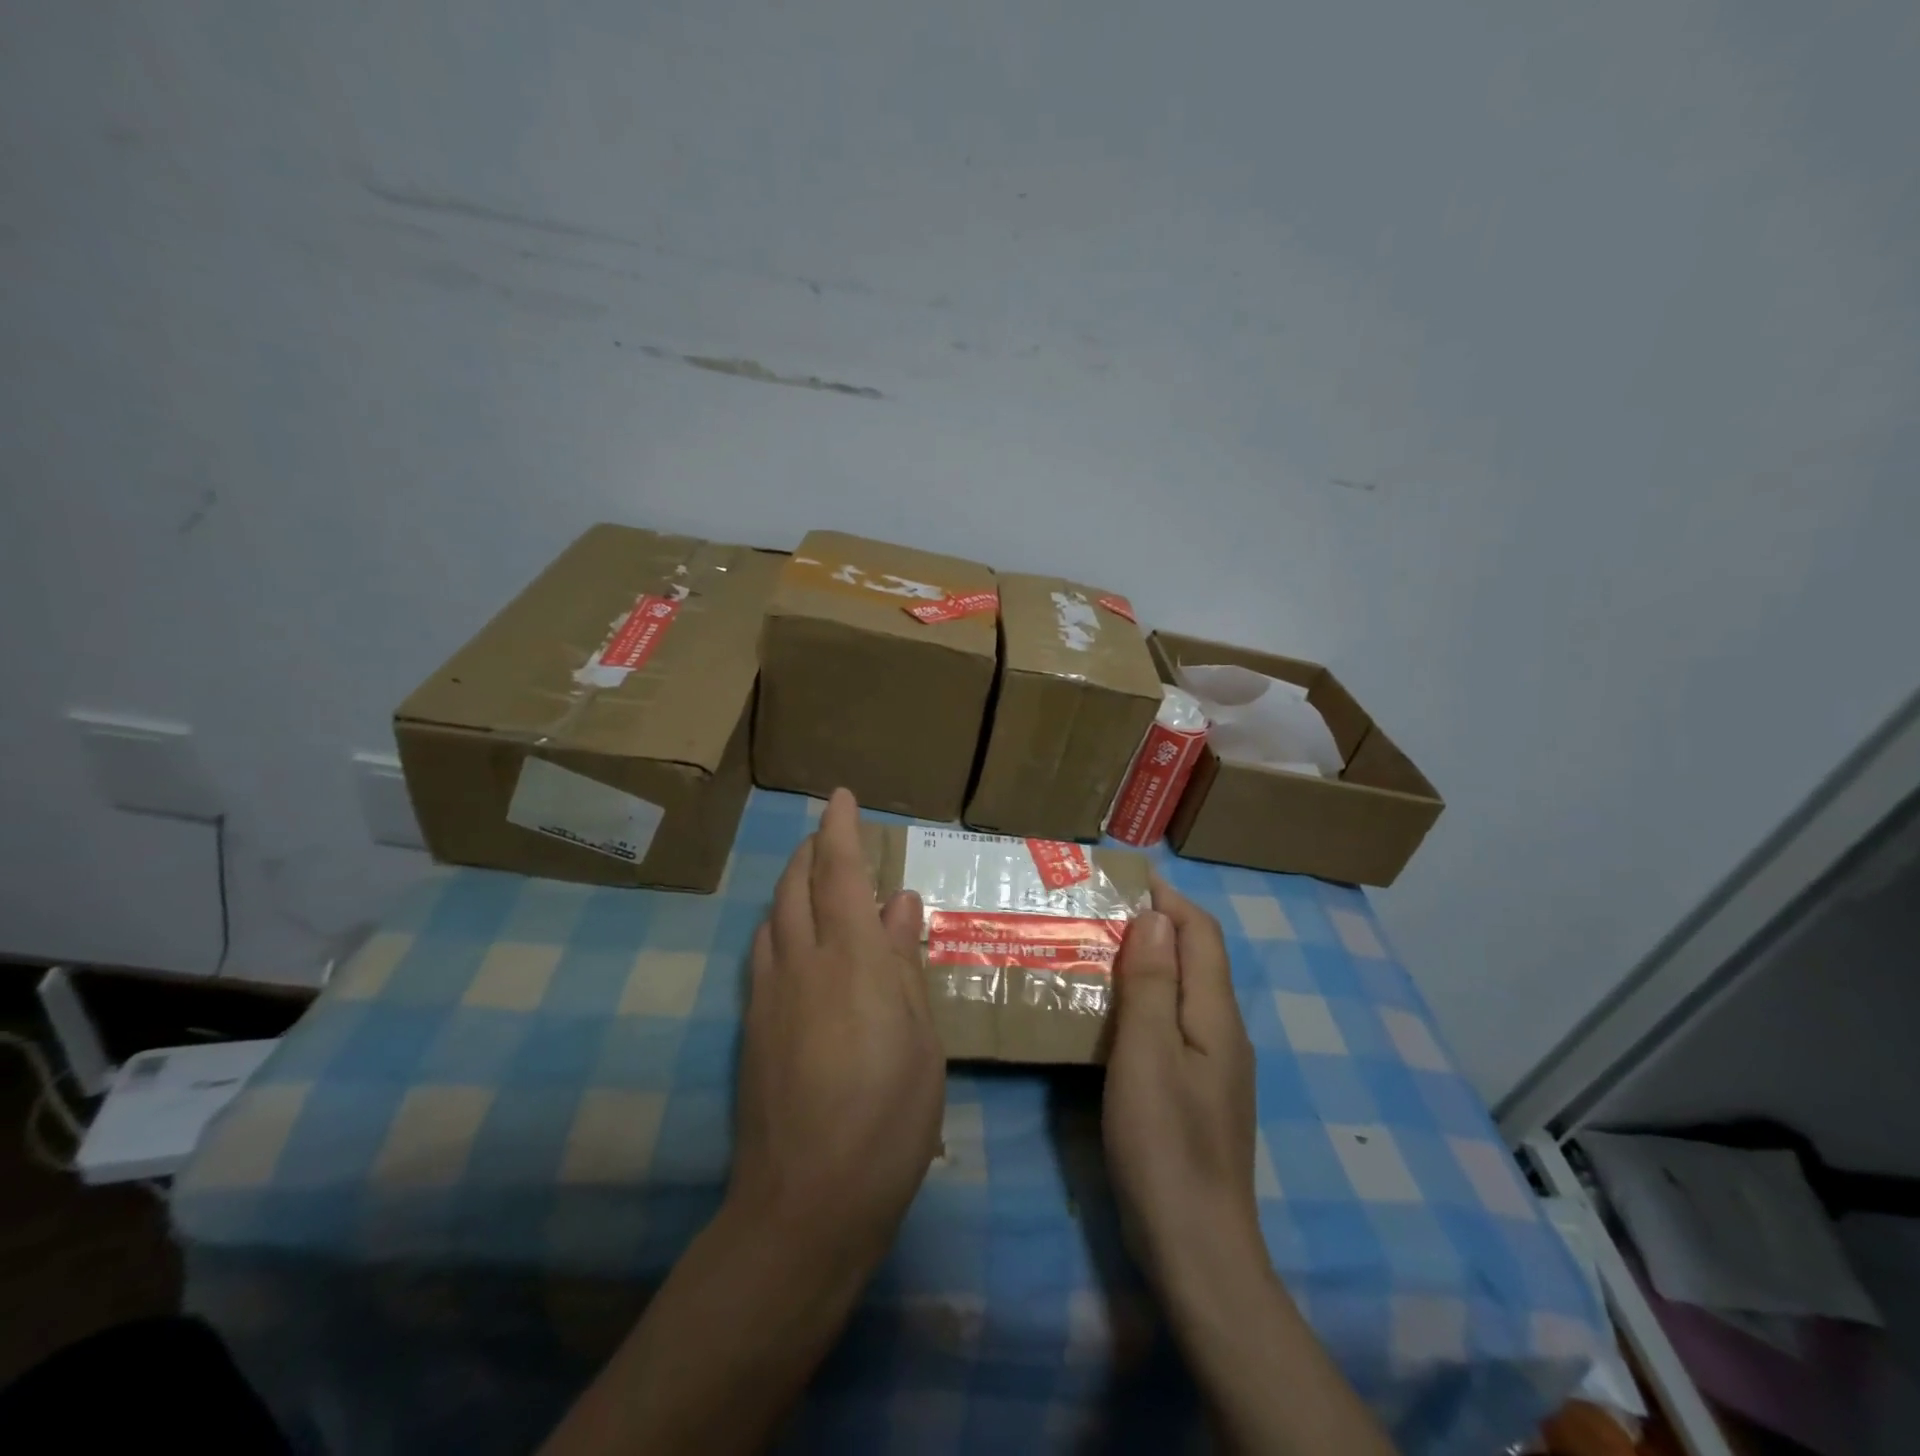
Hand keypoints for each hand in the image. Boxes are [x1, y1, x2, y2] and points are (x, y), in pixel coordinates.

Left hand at [727, 788, 944, 1277]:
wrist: (807, 1200)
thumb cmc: (888, 1118)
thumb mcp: (921, 1038)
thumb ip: (905, 962)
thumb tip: (902, 902)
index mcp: (853, 959)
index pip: (841, 873)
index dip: (839, 829)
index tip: (840, 796)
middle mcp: (803, 961)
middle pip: (796, 885)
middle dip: (810, 850)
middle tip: (828, 835)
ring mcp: (770, 993)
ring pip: (773, 915)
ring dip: (791, 884)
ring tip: (811, 878)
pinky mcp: (752, 1025)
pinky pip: (762, 951)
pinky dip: (778, 924)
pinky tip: (791, 938)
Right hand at [1103, 874, 1260, 1290]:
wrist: (1197, 1247)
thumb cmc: (1165, 1142)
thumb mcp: (1147, 1053)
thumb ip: (1153, 982)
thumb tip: (1155, 917)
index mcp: (1216, 1015)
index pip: (1201, 935)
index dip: (1169, 899)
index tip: (1127, 876)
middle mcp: (1224, 1032)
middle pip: (1197, 959)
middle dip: (1157, 925)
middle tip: (1101, 911)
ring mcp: (1214, 1066)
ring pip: (1184, 992)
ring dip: (1149, 960)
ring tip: (1099, 949)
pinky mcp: (1197, 1092)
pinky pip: (1174, 1024)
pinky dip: (1147, 998)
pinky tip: (1113, 1012)